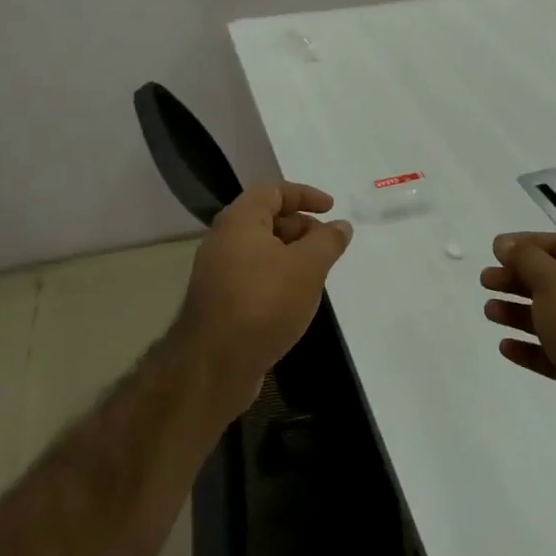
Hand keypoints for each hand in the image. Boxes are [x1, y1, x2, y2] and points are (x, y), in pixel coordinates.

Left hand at [176, 182, 353, 414]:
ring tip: (317, 273)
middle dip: (301, 226)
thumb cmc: (264, 303)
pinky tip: (294, 299)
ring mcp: (217, 271)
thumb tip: (341, 225)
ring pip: (260, 249)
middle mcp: (223, 240)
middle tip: (327, 245)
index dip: (305, 194)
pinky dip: (277, 276)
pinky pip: (253, 274)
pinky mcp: (219, 300)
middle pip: (266, 218)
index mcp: (239, 221)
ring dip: (291, 254)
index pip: (272, 190)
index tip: (331, 209)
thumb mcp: (307, 267)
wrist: (214, 364)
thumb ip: (328, 241)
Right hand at [482, 232, 555, 444]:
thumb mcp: (552, 282)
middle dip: (516, 278)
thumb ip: (526, 258)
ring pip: (547, 316)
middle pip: (550, 280)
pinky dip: (527, 346)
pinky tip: (505, 346)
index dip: (526, 243)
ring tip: (489, 312)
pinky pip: (549, 351)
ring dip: (516, 311)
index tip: (495, 250)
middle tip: (485, 281)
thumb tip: (505, 242)